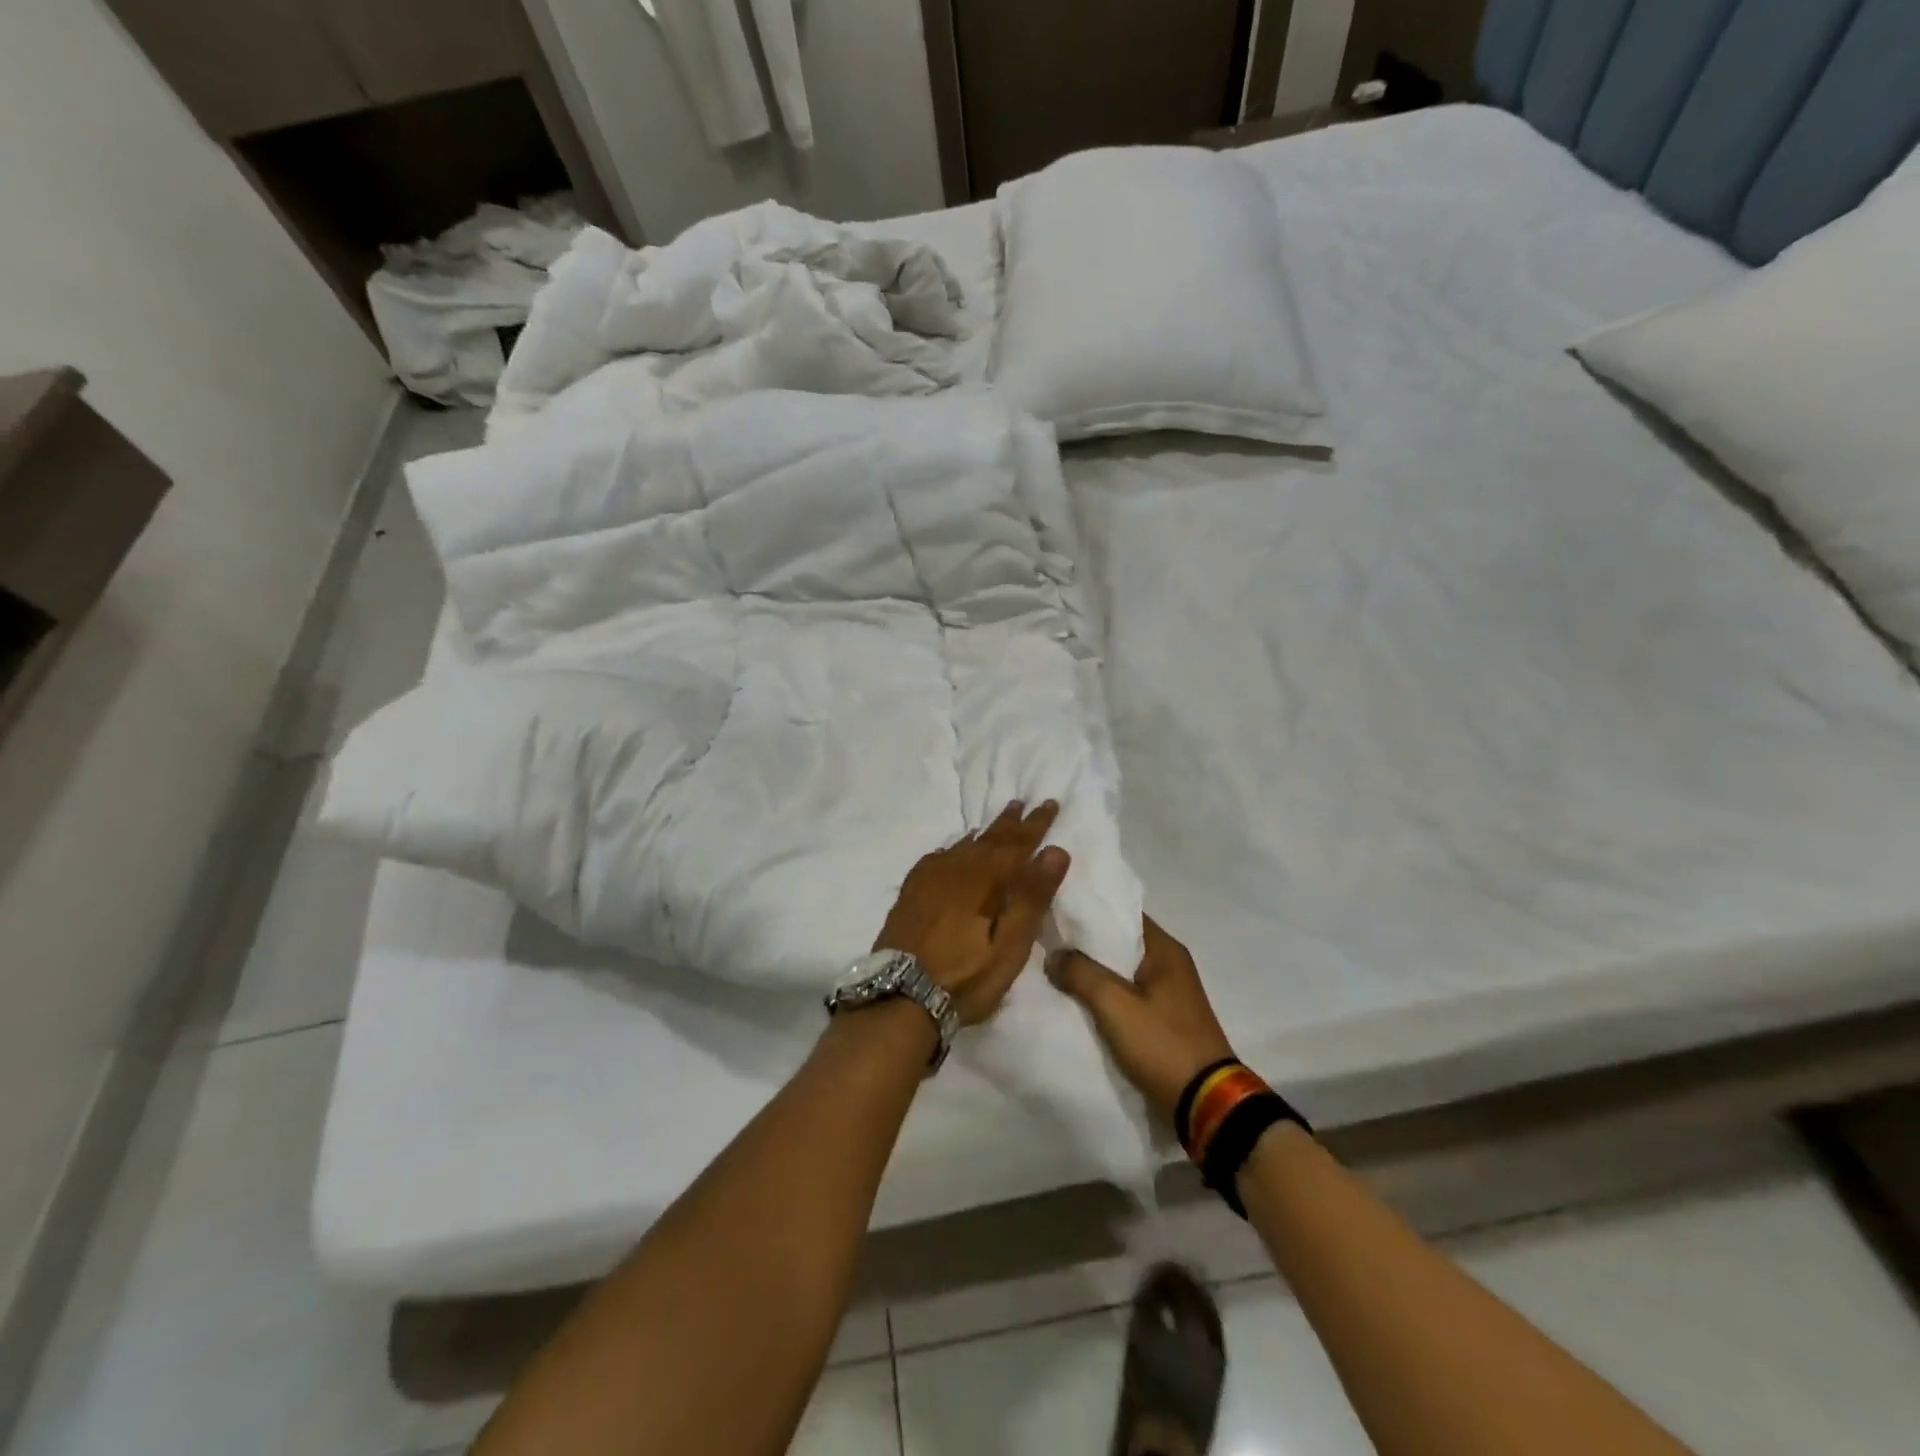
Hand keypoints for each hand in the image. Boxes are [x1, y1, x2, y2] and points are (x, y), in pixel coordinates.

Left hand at [874, 802, 1070, 1025]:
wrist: (900, 996)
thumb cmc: (965, 977)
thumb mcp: (1009, 946)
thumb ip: (1031, 897)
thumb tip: (1055, 851)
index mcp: (985, 880)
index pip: (1017, 844)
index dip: (1036, 825)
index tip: (1050, 803)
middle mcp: (957, 870)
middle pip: (989, 839)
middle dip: (1010, 822)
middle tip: (1022, 802)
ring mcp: (930, 879)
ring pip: (964, 845)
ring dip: (984, 832)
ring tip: (997, 820)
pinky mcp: (912, 893)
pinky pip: (938, 857)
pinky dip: (954, 848)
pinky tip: (954, 850)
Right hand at [1047, 917, 1234, 1127]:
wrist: (1206, 1104)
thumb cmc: (1163, 1044)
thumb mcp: (1115, 1005)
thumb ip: (1081, 973)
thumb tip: (1053, 955)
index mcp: (1166, 950)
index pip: (1121, 913)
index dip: (1088, 910)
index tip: (1055, 909)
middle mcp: (1170, 964)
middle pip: (1119, 942)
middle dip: (1085, 943)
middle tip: (1046, 940)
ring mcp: (1168, 994)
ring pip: (1121, 972)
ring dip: (1093, 972)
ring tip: (1054, 968)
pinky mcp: (1163, 1020)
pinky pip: (1126, 997)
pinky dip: (1104, 996)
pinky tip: (1076, 1000)